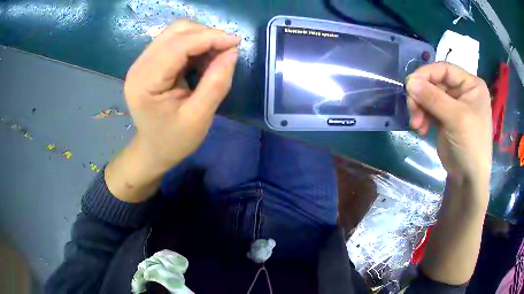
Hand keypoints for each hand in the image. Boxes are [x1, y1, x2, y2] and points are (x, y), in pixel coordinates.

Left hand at [124, 20, 239, 173]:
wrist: (153, 150)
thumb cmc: (174, 140)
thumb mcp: (199, 118)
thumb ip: (216, 83)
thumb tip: (232, 51)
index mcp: (145, 82)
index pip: (178, 45)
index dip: (209, 38)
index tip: (236, 42)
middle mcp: (139, 65)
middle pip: (176, 31)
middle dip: (206, 35)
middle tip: (226, 51)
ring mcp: (142, 62)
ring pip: (176, 32)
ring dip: (201, 38)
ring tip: (216, 57)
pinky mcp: (149, 62)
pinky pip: (175, 41)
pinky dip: (194, 44)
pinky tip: (203, 59)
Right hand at [406, 63, 491, 186]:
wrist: (468, 179)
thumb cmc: (471, 145)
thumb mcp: (455, 119)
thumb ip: (433, 98)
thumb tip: (409, 81)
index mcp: (471, 85)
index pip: (444, 69)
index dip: (426, 74)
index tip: (410, 86)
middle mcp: (462, 91)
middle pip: (434, 82)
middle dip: (422, 97)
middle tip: (413, 111)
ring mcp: (453, 104)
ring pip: (429, 95)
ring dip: (419, 108)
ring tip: (416, 124)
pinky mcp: (444, 117)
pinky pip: (428, 109)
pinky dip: (422, 117)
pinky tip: (421, 129)